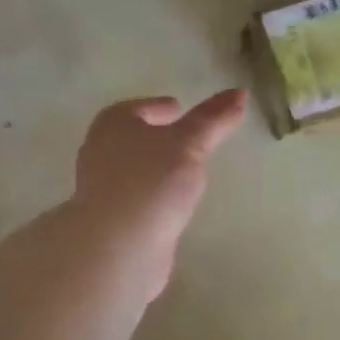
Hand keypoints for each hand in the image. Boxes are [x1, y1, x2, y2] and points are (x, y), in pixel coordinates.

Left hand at [72, 89, 247, 299]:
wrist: (118, 247)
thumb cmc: (151, 182)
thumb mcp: (189, 144)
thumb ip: (213, 120)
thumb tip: (239, 92)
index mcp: (112, 124)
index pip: (138, 108)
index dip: (159, 107)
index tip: (180, 110)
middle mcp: (100, 152)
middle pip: (132, 138)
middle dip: (156, 138)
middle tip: (186, 139)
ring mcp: (102, 190)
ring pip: (134, 171)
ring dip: (156, 169)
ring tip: (186, 173)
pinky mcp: (110, 221)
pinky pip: (137, 200)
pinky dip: (153, 198)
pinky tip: (172, 206)